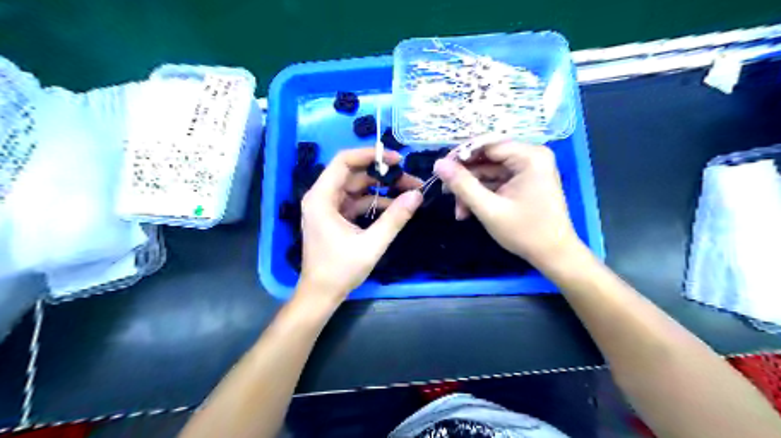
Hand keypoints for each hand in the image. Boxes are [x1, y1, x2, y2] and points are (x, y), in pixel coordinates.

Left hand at [299, 146, 420, 304]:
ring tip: (408, 192)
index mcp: (321, 198)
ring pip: (357, 187)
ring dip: (381, 189)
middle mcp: (321, 197)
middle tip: (410, 179)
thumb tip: (417, 195)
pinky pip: (356, 202)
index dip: (371, 155)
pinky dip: (374, 202)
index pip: (344, 161)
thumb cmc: (340, 270)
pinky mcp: (334, 217)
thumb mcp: (372, 244)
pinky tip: (395, 206)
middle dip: (382, 174)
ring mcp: (327, 207)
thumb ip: (395, 218)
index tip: (398, 159)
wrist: (321, 294)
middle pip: (353, 173)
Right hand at [438, 141, 581, 270]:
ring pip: (489, 171)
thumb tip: (438, 164)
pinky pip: (497, 181)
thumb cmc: (525, 232)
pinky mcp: (525, 182)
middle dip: (466, 178)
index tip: (440, 170)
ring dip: (471, 190)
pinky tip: (469, 211)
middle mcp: (531, 156)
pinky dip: (482, 194)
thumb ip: (463, 185)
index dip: (461, 155)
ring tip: (459, 211)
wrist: (554, 255)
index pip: (487, 145)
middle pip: (487, 158)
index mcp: (530, 156)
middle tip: (445, 193)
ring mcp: (529, 169)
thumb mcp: (489, 209)